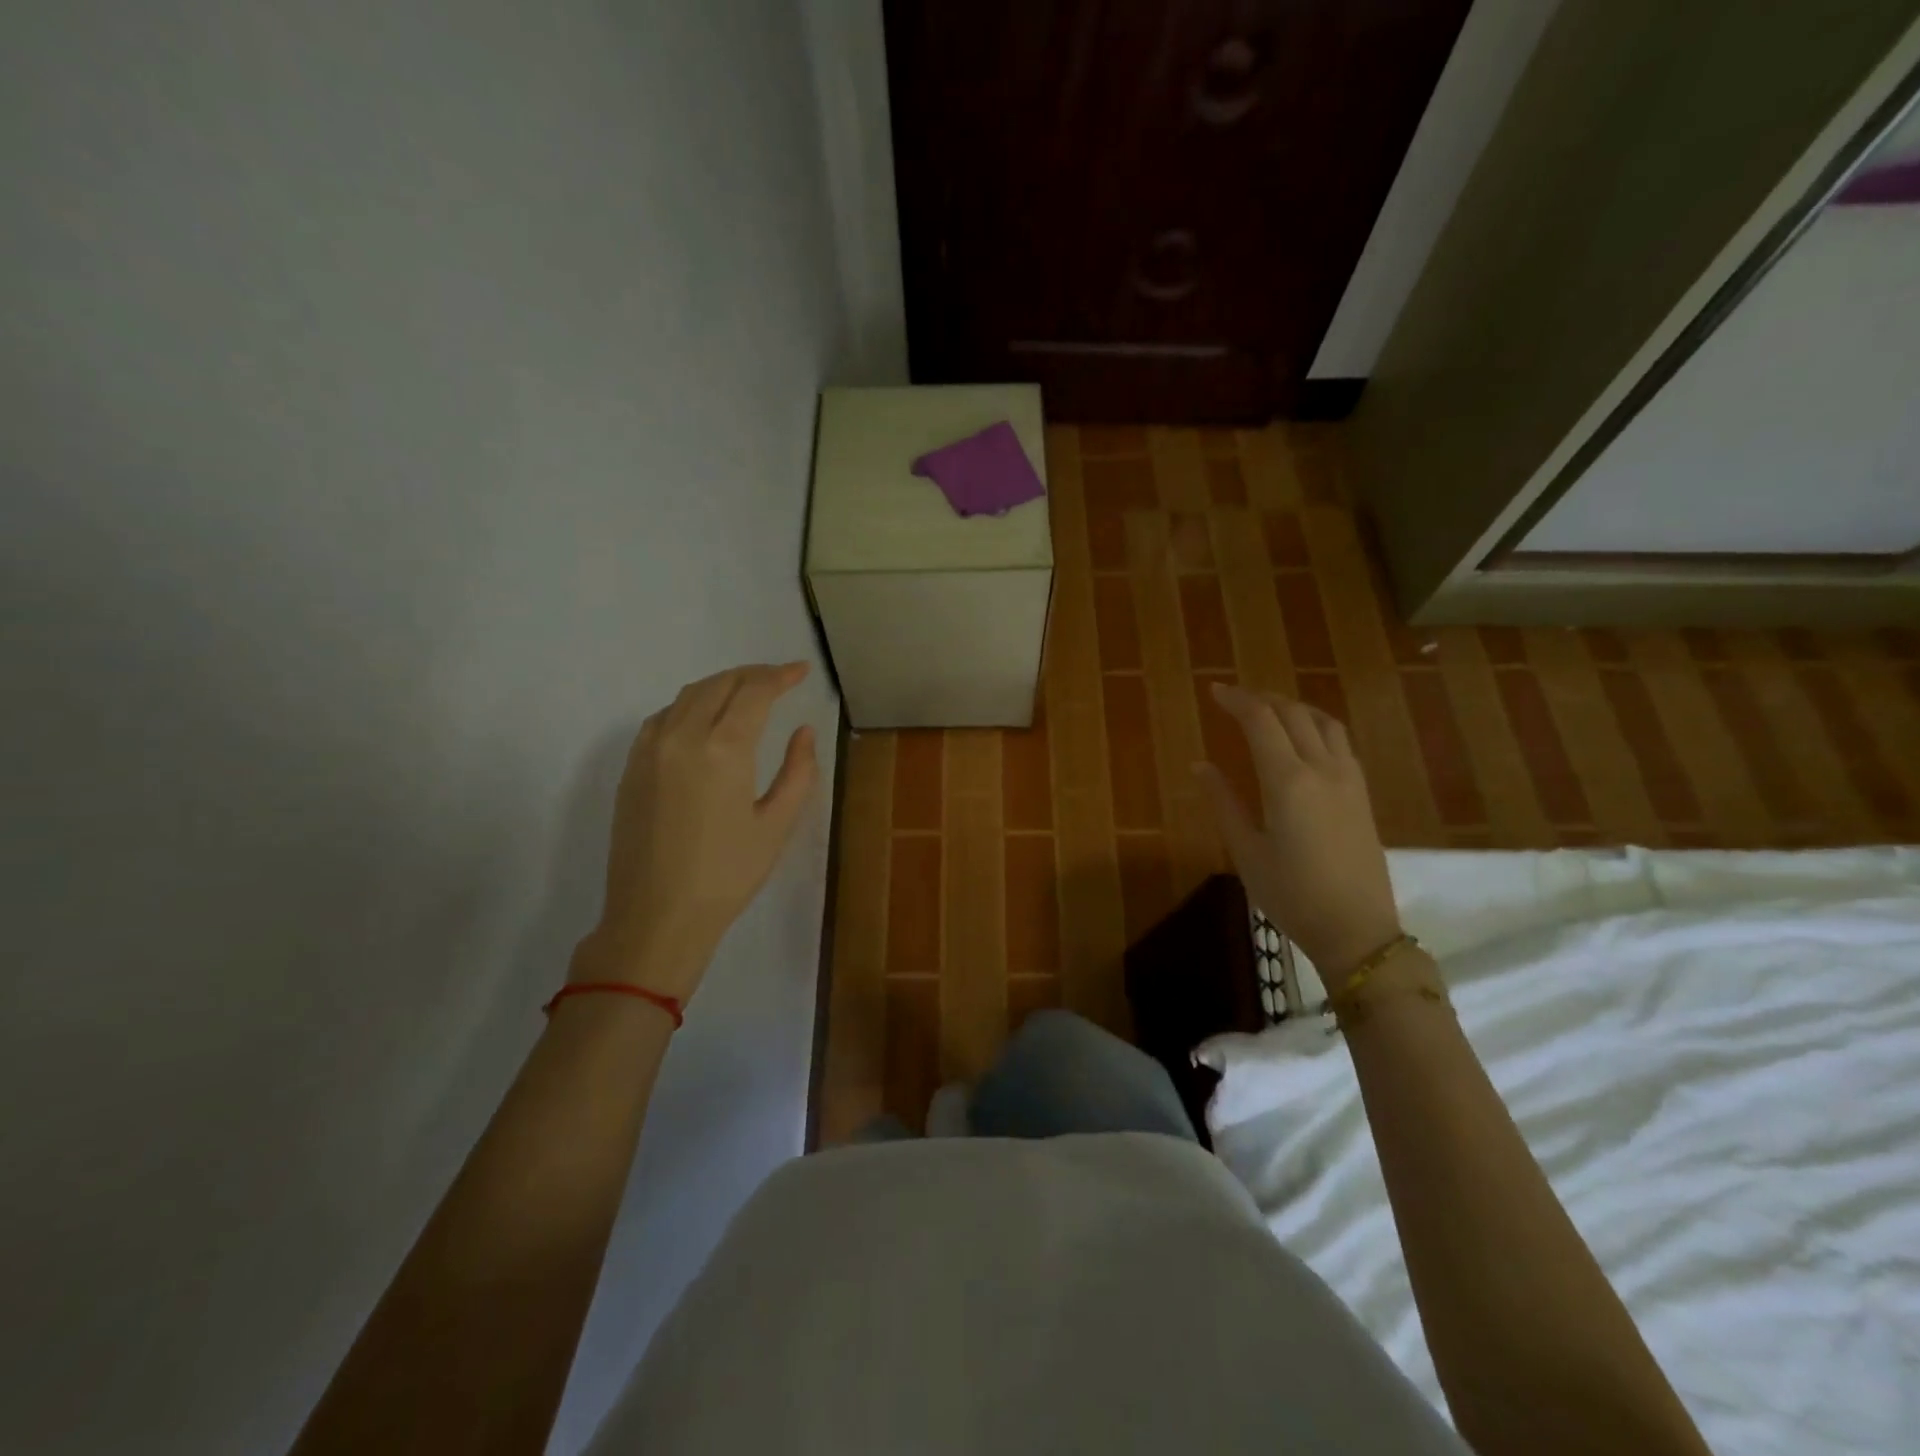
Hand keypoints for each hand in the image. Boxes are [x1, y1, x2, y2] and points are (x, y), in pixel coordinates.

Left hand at [573, 662, 818, 1001]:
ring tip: (746, 692)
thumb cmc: (727, 875)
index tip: (801, 671)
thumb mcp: (777, 825)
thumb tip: (803, 731)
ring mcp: (650, 749)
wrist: (656, 915)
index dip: (780, 676)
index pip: (754, 692)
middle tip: (779, 678)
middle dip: (752, 674)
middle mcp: (682, 736)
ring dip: (721, 685)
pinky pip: (663, 717)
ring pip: (687, 695)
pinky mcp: (631, 767)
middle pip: (719, 684)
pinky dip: (690, 705)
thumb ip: (798, 771)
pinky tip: (704, 720)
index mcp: (723, 749)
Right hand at [1195, 683, 1400, 986]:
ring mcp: (1349, 779)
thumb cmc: (1291, 894)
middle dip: (1262, 699)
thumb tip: (1200, 765)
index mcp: (1287, 781)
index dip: (1236, 700)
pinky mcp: (1363, 793)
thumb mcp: (1246, 851)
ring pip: (1323, 722)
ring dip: (1293, 708)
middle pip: (1293, 714)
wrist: (1356, 929)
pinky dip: (1316, 726)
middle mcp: (1322, 769)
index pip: (1261, 721)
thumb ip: (1223, 802)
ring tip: (1269, 711)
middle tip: (1235, 699)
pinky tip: (1303, 740)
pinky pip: (1339, 742)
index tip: (1214, 691)